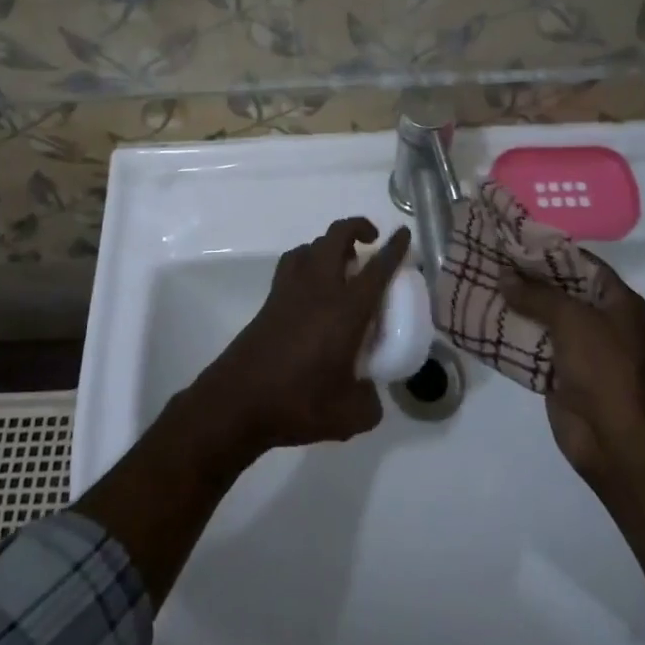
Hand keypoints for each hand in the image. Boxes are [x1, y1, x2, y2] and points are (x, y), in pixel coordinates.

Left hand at [188, 218, 411, 462]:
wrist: (239, 399)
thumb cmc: (298, 402)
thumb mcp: (349, 416)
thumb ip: (369, 402)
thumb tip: (371, 394)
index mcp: (345, 309)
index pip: (377, 268)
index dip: (394, 248)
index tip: (404, 234)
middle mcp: (319, 287)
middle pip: (337, 236)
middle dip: (357, 228)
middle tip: (372, 242)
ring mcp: (291, 288)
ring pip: (312, 245)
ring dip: (331, 244)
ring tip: (343, 264)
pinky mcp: (272, 298)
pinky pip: (294, 262)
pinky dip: (308, 260)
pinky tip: (313, 284)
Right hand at [502, 255, 644, 481]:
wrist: (614, 442)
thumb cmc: (603, 368)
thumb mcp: (572, 319)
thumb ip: (537, 294)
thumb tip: (503, 276)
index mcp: (619, 302)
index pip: (582, 262)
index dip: (550, 248)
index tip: (516, 236)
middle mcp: (602, 320)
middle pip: (560, 288)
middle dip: (527, 275)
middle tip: (492, 255)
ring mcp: (582, 348)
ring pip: (543, 316)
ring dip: (516, 303)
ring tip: (481, 280)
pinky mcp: (562, 372)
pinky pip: (534, 343)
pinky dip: (513, 332)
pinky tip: (484, 316)